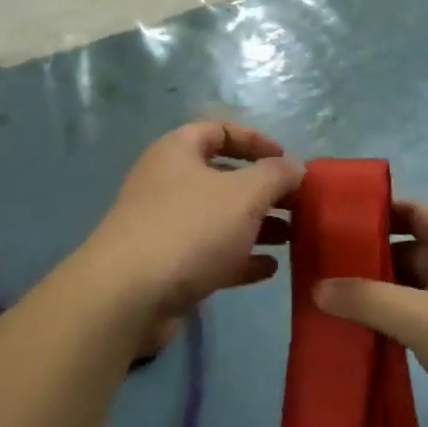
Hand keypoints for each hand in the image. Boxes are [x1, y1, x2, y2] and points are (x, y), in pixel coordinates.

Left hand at [80, 122, 302, 343]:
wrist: (128, 296)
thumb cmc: (189, 228)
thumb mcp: (243, 194)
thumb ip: (275, 176)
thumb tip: (295, 167)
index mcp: (177, 152)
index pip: (219, 130)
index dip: (255, 140)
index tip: (287, 161)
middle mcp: (168, 183)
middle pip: (223, 177)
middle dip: (263, 190)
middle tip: (299, 205)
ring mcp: (165, 226)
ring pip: (219, 218)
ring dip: (257, 226)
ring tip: (293, 238)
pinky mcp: (168, 266)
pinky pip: (211, 254)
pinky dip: (240, 258)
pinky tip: (269, 269)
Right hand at [315, 201, 427, 426]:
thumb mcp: (421, 318)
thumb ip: (367, 299)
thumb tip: (317, 287)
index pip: (409, 209)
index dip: (372, 209)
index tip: (332, 219)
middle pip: (406, 247)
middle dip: (366, 255)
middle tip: (321, 266)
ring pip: (412, 284)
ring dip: (378, 290)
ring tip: (332, 300)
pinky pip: (422, 313)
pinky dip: (395, 317)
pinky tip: (366, 332)